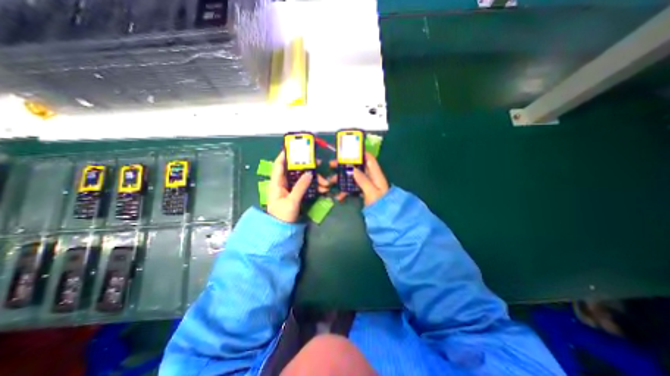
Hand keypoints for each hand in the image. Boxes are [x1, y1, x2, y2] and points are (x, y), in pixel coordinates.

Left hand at [266, 151, 330, 222]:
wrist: (282, 230)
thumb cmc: (282, 215)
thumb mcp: (291, 201)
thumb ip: (300, 187)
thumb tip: (309, 173)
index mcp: (277, 183)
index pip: (279, 165)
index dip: (285, 155)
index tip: (294, 147)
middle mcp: (283, 183)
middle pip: (294, 170)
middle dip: (307, 167)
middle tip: (318, 163)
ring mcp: (291, 189)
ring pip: (303, 179)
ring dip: (314, 179)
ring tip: (326, 182)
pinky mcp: (297, 194)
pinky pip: (306, 187)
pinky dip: (314, 187)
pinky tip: (323, 189)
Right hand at [329, 151, 390, 206]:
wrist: (384, 219)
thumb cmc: (380, 205)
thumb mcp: (371, 192)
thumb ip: (362, 179)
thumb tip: (352, 168)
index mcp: (376, 174)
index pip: (369, 159)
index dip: (359, 153)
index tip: (346, 151)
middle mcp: (371, 177)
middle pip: (358, 167)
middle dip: (345, 166)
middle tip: (332, 165)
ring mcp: (367, 185)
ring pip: (353, 177)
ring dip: (342, 179)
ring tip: (331, 182)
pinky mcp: (363, 192)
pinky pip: (353, 188)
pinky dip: (345, 191)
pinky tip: (339, 197)